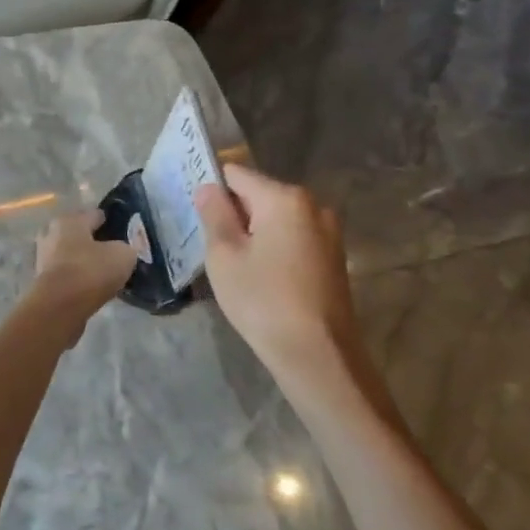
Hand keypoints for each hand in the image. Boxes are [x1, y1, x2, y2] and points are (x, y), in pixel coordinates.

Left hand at [31, 210, 138, 324]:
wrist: (59, 307)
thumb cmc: (90, 271)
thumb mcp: (122, 255)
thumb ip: (126, 248)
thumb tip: (123, 250)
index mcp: (69, 220)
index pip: (94, 214)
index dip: (111, 222)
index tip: (125, 232)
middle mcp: (51, 234)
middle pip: (78, 234)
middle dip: (94, 242)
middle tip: (114, 254)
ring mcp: (43, 259)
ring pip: (69, 255)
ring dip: (84, 262)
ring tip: (104, 273)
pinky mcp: (42, 282)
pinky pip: (66, 275)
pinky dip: (77, 279)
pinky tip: (91, 288)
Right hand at [193, 165, 370, 387]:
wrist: (318, 354)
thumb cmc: (262, 299)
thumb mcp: (225, 255)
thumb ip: (214, 214)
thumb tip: (208, 188)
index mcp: (285, 198)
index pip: (237, 174)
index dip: (212, 189)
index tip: (196, 215)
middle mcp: (313, 206)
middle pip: (259, 195)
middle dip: (234, 213)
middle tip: (210, 245)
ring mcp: (328, 233)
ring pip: (276, 220)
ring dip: (253, 233)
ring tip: (233, 265)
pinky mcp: (333, 258)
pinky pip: (293, 239)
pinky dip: (273, 249)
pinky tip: (260, 278)